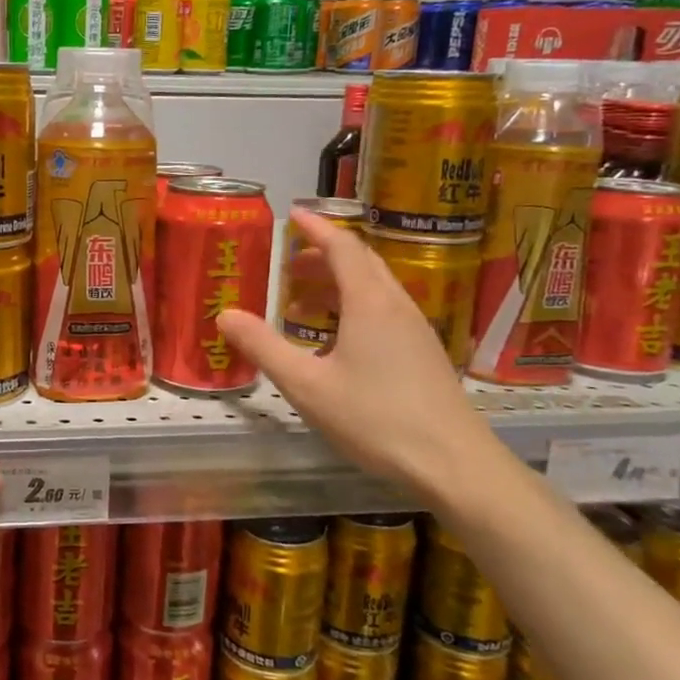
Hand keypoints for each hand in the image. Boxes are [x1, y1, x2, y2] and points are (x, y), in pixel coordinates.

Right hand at [218, 208, 500, 504]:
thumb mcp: (307, 385)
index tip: (293, 214)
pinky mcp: (424, 353)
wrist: (454, 464)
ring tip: (302, 302)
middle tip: (288, 265)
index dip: (316, 228)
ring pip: (374, 288)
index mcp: (369, 303)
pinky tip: (336, 338)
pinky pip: (384, 311)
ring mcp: (416, 329)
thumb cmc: (375, 418)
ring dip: (338, 283)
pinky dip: (354, 306)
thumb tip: (225, 315)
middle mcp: (396, 306)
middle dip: (323, 255)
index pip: (342, 247)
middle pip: (360, 263)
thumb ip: (264, 347)